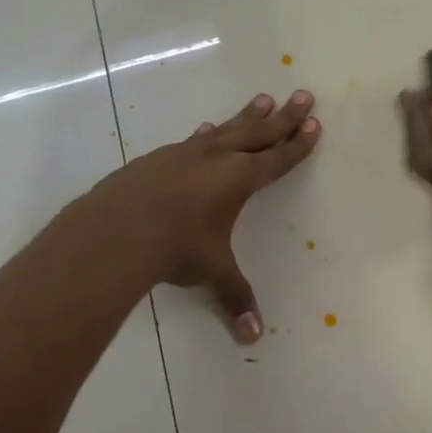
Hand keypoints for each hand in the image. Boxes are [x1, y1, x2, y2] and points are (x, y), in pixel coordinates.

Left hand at [80, 90, 319, 342]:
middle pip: (259, 131)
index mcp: (239, 179)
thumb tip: (254, 337)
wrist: (116, 230)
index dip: (298, 144)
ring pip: (226, 129)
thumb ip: (235, 297)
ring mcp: (185, 154)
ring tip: (263, 99)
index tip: (315, 124)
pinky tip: (205, 131)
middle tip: (303, 95)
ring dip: (247, 116)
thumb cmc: (176, 247)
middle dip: (285, 116)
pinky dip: (207, 134)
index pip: (277, 158)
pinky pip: (193, 141)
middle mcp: (217, 159)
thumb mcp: (212, 272)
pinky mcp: (157, 158)